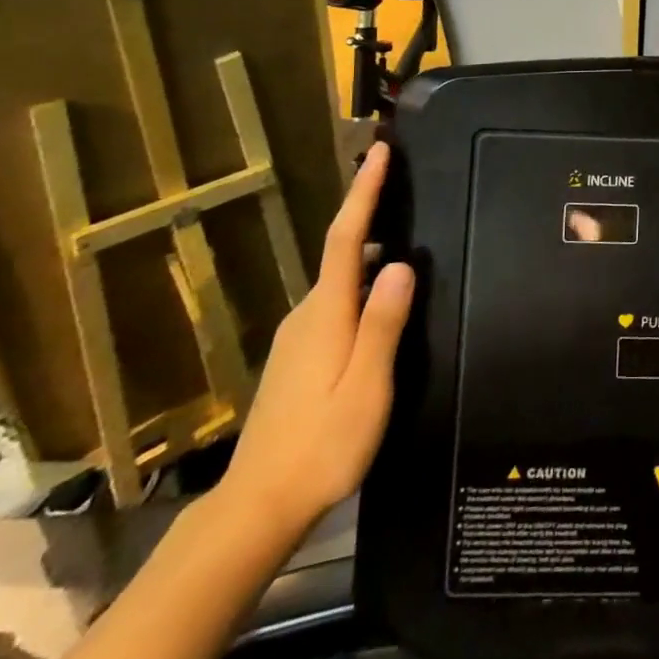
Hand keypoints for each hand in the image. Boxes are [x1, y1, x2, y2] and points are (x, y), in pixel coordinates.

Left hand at [219, 142, 413, 535]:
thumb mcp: (366, 387)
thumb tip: (402, 264)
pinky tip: (379, 297)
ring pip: (337, 278)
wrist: (257, 507)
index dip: (363, 192)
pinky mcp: (296, 357)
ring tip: (402, 236)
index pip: (347, 237)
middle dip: (368, 211)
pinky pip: (333, 301)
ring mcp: (297, 337)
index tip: (378, 151)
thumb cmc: (321, 446)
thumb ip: (383, 324)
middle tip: (401, 184)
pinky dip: (358, 281)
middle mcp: (307, 314)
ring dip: (366, 248)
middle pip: (341, 251)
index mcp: (326, 314)